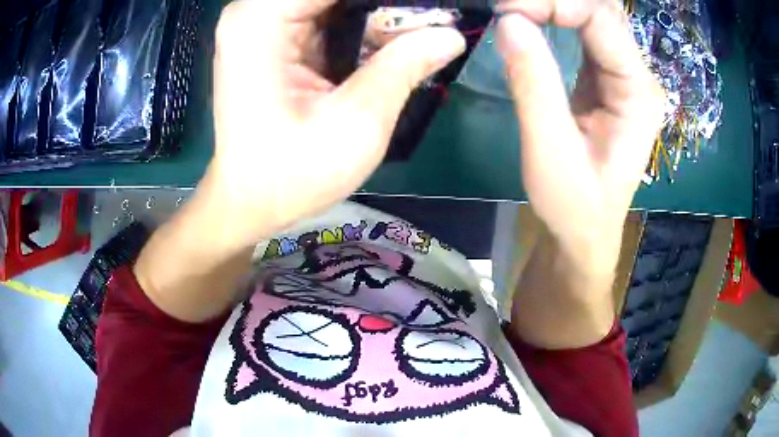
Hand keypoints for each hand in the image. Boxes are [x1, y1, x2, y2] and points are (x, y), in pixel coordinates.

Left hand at [204, 0, 464, 248]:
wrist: (249, 202)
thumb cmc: (291, 173)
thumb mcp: (356, 122)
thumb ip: (404, 66)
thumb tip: (451, 34)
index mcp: (261, 20)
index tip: (432, 11)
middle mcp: (254, 12)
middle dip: (386, 5)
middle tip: (431, 23)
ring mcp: (261, 23)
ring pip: (332, 1)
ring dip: (378, 12)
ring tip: (418, 31)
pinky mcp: (272, 38)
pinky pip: (326, 14)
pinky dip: (361, 23)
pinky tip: (391, 40)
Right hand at [497, 0, 664, 273]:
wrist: (585, 231)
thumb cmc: (574, 204)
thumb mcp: (550, 150)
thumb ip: (533, 83)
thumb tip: (508, 21)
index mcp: (638, 93)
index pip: (601, 18)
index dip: (553, 2)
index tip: (506, 11)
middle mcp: (637, 76)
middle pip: (603, 9)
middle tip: (509, 8)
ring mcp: (623, 75)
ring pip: (595, 14)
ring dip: (555, 4)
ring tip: (516, 10)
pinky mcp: (606, 78)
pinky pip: (585, 30)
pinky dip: (556, 14)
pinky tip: (532, 16)